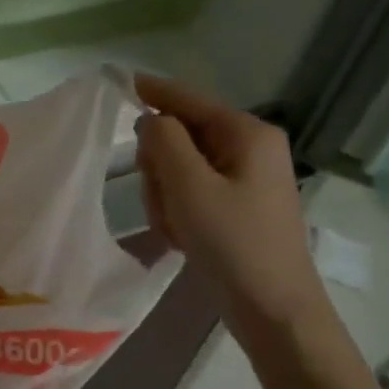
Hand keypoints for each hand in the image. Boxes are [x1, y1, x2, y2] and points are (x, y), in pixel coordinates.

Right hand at [134, 75, 327, 338]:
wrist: (274, 310)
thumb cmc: (233, 243)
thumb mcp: (190, 186)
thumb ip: (164, 141)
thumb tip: (151, 119)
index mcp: (246, 133)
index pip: (187, 98)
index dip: (150, 90)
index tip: (114, 79)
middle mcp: (248, 147)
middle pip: (179, 136)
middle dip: (160, 167)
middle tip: (163, 200)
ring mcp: (243, 177)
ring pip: (179, 167)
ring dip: (166, 195)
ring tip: (176, 228)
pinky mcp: (236, 204)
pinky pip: (190, 192)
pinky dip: (178, 211)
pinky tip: (183, 237)